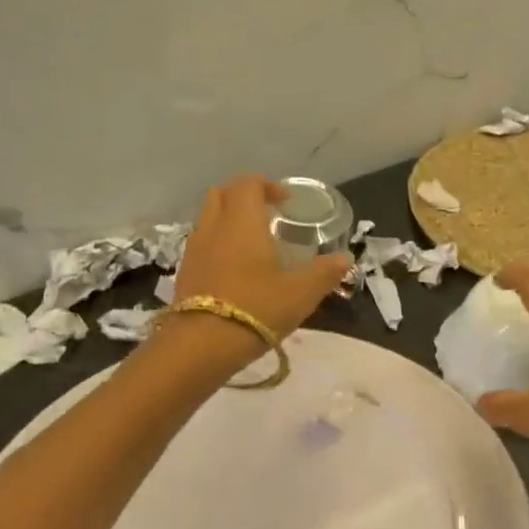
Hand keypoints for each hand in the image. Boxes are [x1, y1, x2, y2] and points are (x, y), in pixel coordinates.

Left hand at [168, 174, 352, 341]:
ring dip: (228, 221)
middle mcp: (214, 226)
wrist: (201, 345)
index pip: (248, 183)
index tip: (285, 202)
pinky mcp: (184, 273)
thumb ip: (324, 273)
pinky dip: (217, 244)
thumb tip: (344, 259)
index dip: (267, 186)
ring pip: (208, 219)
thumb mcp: (301, 293)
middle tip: (266, 215)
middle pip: (222, 194)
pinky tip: (234, 269)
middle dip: (243, 197)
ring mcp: (194, 249)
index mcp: (242, 221)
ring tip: (251, 243)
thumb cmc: (256, 308)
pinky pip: (201, 244)